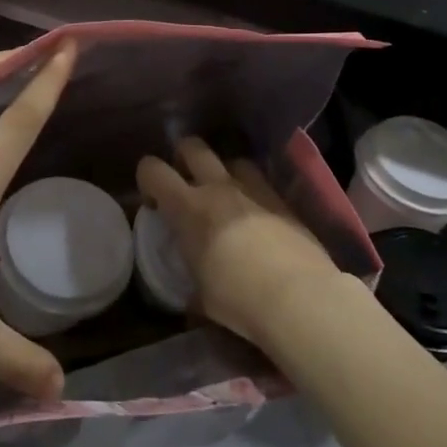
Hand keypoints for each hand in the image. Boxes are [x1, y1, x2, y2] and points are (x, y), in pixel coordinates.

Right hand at [137, 138, 342, 348]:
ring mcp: (255, 190)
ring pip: (232, 160)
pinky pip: (261, 183)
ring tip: (225, 197)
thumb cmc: (239, 299)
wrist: (299, 297)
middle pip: (192, 147)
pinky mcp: (283, 201)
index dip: (146, 179)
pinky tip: (257, 218)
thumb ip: (192, 282)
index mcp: (188, 208)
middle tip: (186, 184)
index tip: (153, 202)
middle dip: (183, 158)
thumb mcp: (202, 296)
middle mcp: (219, 188)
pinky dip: (253, 194)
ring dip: (223, 172)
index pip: (153, 170)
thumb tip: (192, 292)